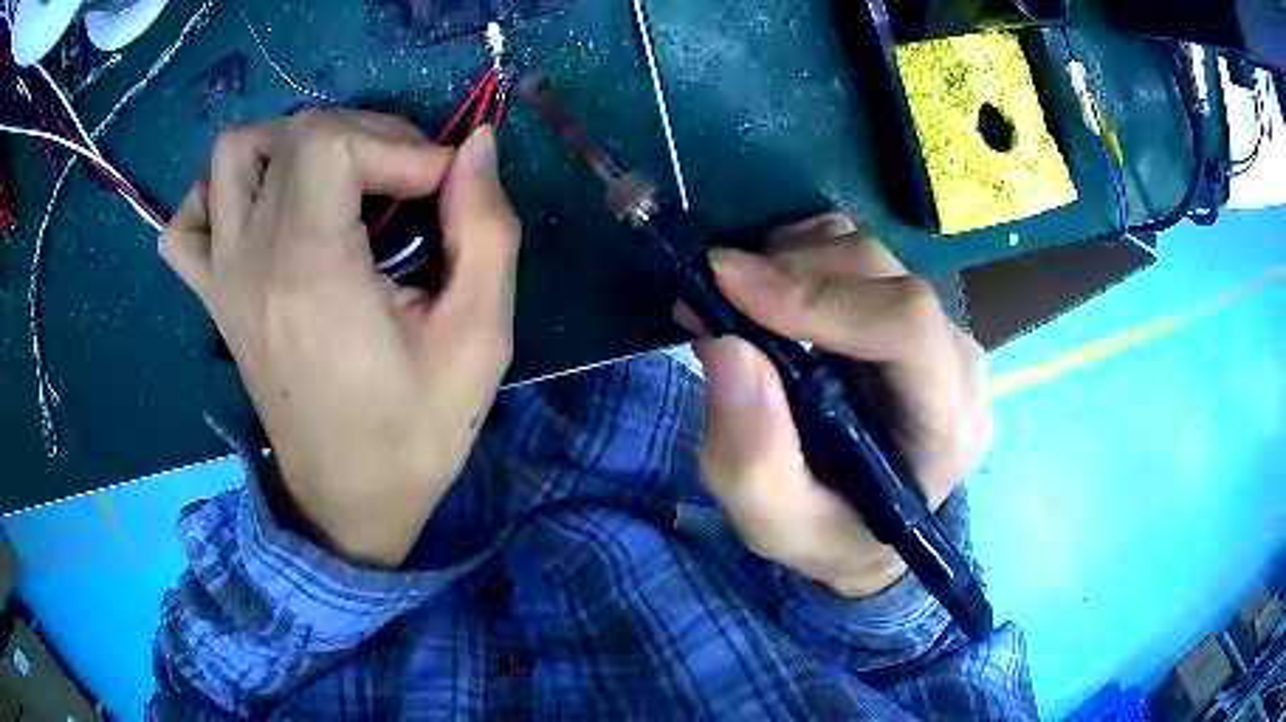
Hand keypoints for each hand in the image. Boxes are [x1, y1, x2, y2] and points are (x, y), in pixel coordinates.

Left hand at [161, 111, 519, 566]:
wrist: (346, 504)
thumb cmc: (414, 433)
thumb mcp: (478, 342)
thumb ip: (487, 232)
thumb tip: (478, 144)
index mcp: (309, 275)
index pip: (331, 142)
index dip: (399, 144)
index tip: (441, 189)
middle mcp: (250, 263)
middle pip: (294, 134)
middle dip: (368, 137)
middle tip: (408, 187)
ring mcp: (221, 277)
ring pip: (232, 155)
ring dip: (291, 144)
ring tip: (337, 180)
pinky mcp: (213, 296)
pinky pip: (188, 221)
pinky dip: (219, 193)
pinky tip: (260, 210)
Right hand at [691, 213, 991, 597]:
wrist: (866, 525)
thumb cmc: (831, 533)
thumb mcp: (777, 524)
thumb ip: (752, 456)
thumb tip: (724, 343)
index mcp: (946, 424)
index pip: (906, 324)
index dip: (816, 295)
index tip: (725, 282)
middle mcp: (957, 362)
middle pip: (882, 274)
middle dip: (788, 269)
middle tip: (712, 290)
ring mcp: (939, 329)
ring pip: (867, 255)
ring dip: (791, 258)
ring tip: (738, 296)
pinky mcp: (913, 311)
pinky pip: (860, 256)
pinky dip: (804, 254)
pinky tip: (771, 291)